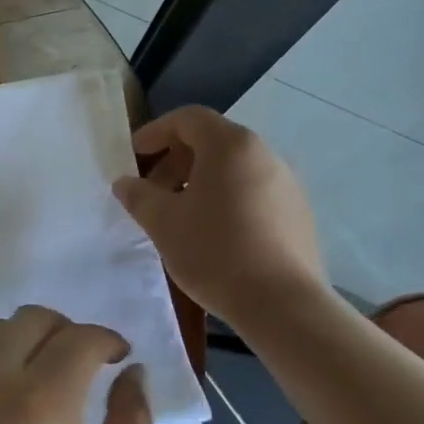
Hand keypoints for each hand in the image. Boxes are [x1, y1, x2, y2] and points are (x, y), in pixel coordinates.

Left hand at [0, 306, 151, 423]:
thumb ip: (133, 419)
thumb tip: (134, 371)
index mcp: (40, 399)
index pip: (78, 338)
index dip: (106, 339)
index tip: (121, 356)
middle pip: (28, 319)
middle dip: (65, 329)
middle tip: (87, 362)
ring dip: (26, 339)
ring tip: (49, 376)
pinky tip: (13, 402)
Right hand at [111, 106, 324, 322]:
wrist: (282, 305)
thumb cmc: (214, 251)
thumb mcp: (163, 222)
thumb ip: (138, 195)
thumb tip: (125, 183)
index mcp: (231, 145)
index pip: (188, 119)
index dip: (155, 132)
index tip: (133, 157)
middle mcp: (264, 154)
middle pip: (212, 142)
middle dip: (175, 161)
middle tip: (151, 192)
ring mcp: (286, 184)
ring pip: (233, 169)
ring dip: (199, 183)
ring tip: (179, 216)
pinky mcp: (298, 214)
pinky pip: (253, 193)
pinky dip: (226, 200)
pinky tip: (212, 235)